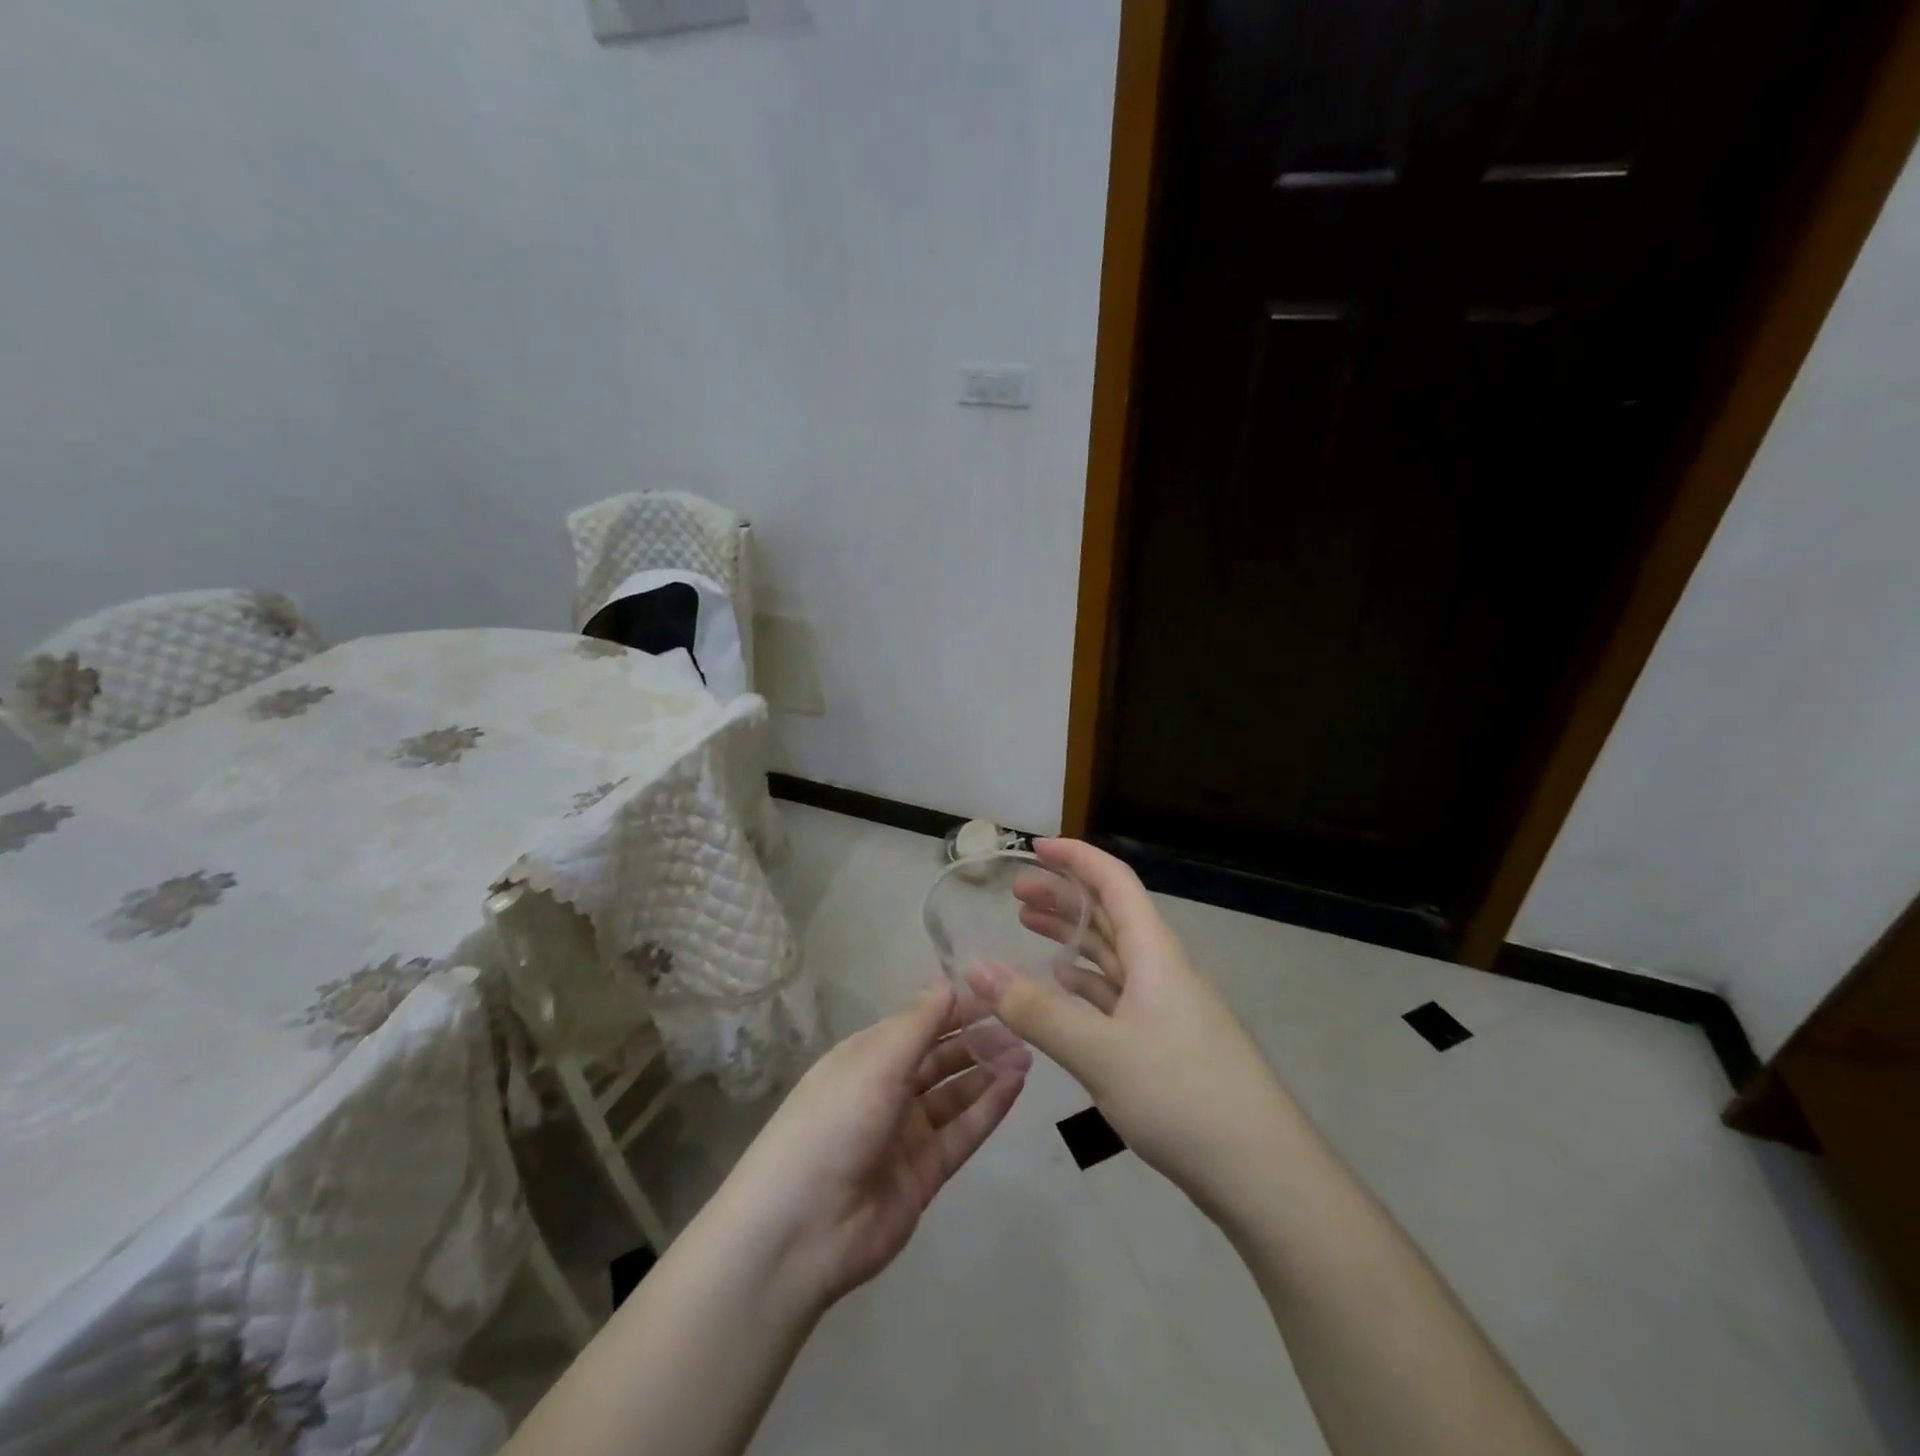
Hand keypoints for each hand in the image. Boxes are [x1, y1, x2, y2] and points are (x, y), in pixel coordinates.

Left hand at [716, 984, 1027, 1311]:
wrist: (801, 1230)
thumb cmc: (834, 1123)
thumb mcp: (875, 1062)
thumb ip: (917, 1023)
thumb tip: (944, 979)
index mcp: (866, 1057)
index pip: (918, 1024)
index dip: (954, 1009)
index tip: (995, 995)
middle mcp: (886, 1090)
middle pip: (939, 1058)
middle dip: (976, 1040)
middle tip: (1020, 1027)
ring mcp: (906, 1133)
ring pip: (955, 1094)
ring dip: (987, 1072)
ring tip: (1026, 1054)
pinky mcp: (924, 1173)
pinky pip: (962, 1133)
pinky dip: (988, 1109)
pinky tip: (1015, 1086)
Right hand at [969, 839, 1291, 1220]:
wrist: (1262, 1172)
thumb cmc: (1182, 1095)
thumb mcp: (1100, 1051)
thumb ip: (1036, 1011)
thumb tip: (975, 968)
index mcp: (1154, 953)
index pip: (1114, 882)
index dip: (1076, 858)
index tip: (1035, 847)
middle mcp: (1161, 969)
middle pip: (1109, 915)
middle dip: (1063, 896)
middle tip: (1015, 893)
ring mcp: (1166, 1007)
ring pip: (1111, 955)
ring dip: (1072, 937)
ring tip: (1028, 928)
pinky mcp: (1164, 1042)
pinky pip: (1116, 994)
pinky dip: (1084, 982)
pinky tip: (1061, 987)